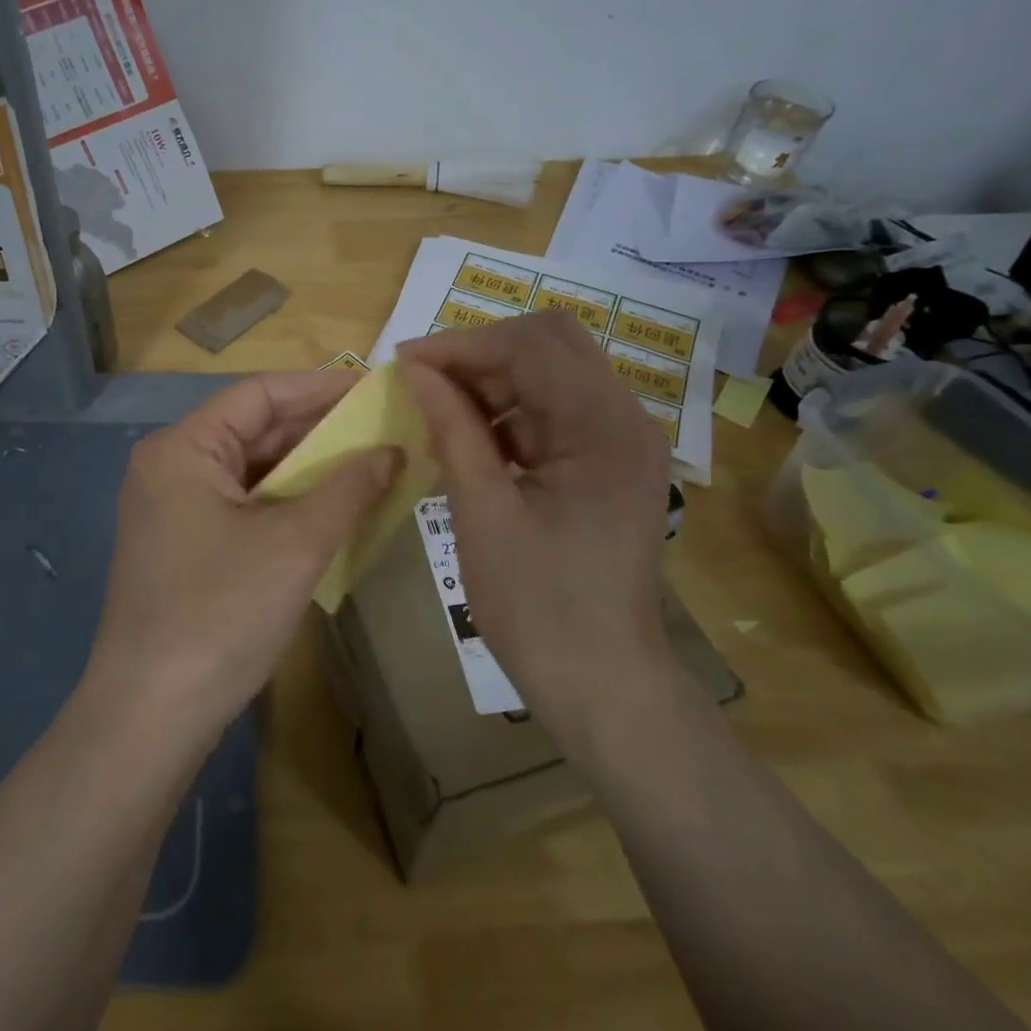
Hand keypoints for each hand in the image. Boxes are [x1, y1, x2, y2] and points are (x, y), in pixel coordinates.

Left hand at [84, 373, 400, 742]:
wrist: (150, 716)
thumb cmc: (221, 614)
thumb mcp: (296, 545)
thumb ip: (348, 488)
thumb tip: (392, 451)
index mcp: (183, 448)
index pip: (260, 394)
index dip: (321, 388)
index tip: (376, 389)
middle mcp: (170, 467)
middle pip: (254, 430)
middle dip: (319, 430)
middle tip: (384, 428)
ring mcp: (172, 509)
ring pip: (250, 471)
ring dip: (307, 470)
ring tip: (370, 465)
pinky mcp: (183, 546)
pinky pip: (242, 506)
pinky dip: (286, 504)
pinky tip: (331, 510)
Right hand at [398, 313, 674, 726]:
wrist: (603, 685)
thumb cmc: (538, 606)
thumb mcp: (483, 512)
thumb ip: (453, 429)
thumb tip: (416, 369)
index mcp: (604, 427)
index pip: (530, 346)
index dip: (461, 345)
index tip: (404, 362)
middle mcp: (627, 419)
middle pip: (551, 344)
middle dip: (481, 354)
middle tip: (424, 382)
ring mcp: (624, 441)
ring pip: (553, 374)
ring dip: (495, 383)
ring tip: (440, 413)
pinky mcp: (611, 463)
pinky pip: (558, 412)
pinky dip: (512, 415)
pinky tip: (473, 442)